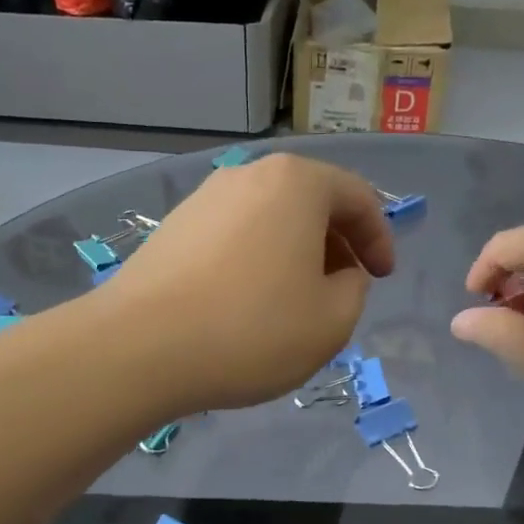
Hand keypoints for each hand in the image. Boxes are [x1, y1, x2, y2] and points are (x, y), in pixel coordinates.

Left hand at [97, 153, 395, 411]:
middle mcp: (248, 176)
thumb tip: (341, 275)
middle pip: (309, 202)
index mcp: (296, 183)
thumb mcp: (332, 322)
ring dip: (293, 254)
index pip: (357, 197)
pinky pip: (233, 237)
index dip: (379, 238)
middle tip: (343, 288)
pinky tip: (247, 304)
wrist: (140, 348)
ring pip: (269, 220)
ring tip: (295, 300)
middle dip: (336, 244)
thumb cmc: (251, 331)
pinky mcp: (172, 229)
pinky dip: (255, 261)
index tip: (383, 277)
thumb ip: (354, 289)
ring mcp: (203, 199)